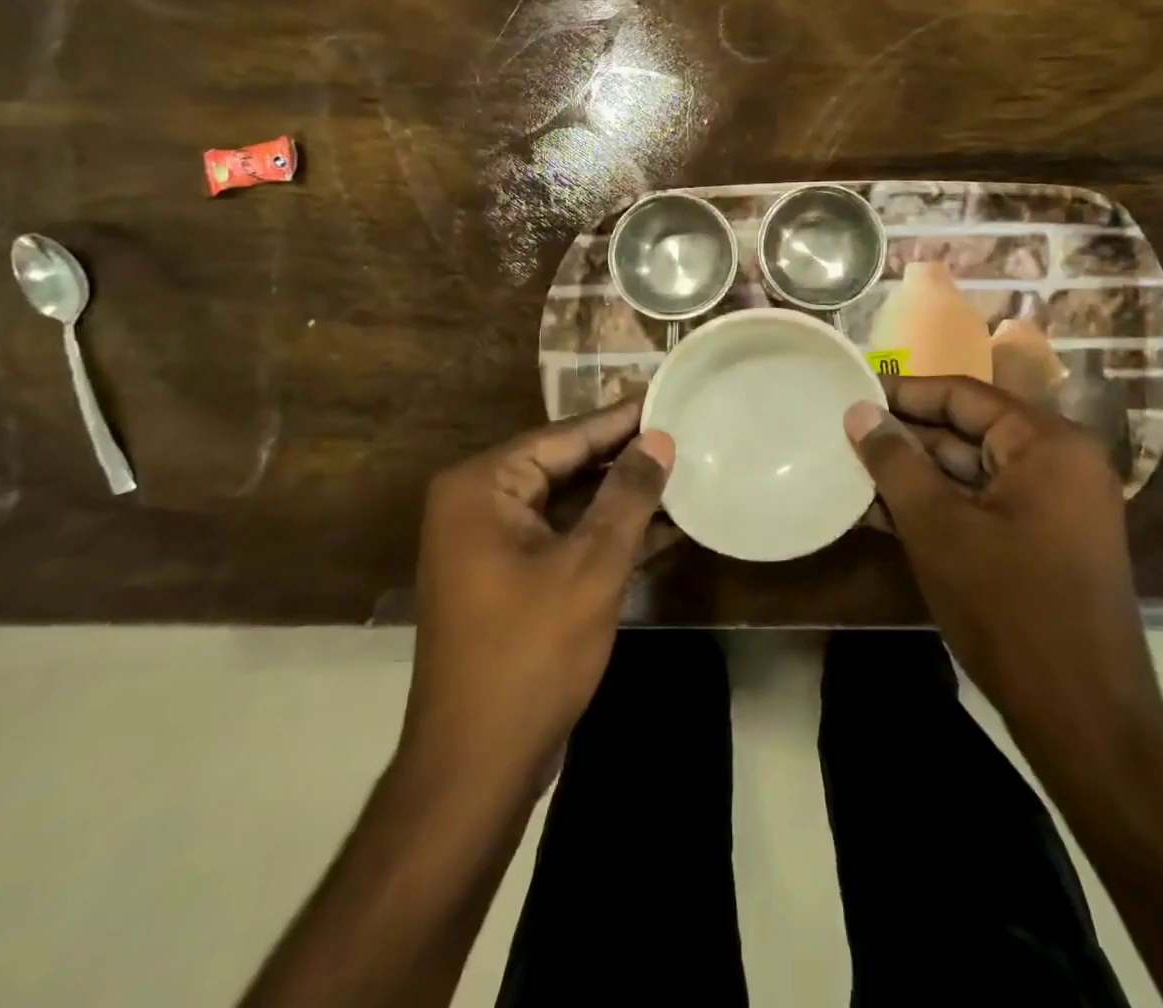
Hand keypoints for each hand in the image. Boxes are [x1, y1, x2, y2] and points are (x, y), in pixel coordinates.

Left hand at [399, 400, 673, 798]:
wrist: (477, 766)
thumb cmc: (531, 653)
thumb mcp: (591, 566)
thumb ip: (627, 495)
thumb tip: (659, 439)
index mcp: (481, 487)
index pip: (563, 436)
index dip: (620, 420)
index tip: (667, 397)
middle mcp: (478, 504)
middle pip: (565, 466)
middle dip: (625, 459)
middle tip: (684, 434)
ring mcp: (491, 544)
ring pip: (569, 505)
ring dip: (622, 499)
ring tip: (685, 475)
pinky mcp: (510, 579)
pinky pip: (564, 539)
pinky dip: (607, 535)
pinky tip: (665, 527)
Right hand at [844, 377, 1162, 779]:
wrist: (1082, 715)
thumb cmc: (1007, 606)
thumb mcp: (937, 526)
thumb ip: (894, 461)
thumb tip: (858, 411)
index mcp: (1048, 442)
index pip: (963, 395)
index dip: (903, 393)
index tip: (852, 394)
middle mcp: (1060, 461)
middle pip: (968, 431)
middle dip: (905, 439)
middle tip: (844, 436)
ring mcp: (1056, 504)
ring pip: (971, 471)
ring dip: (915, 476)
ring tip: (851, 473)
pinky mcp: (1045, 540)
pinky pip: (983, 504)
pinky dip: (939, 506)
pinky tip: (882, 513)